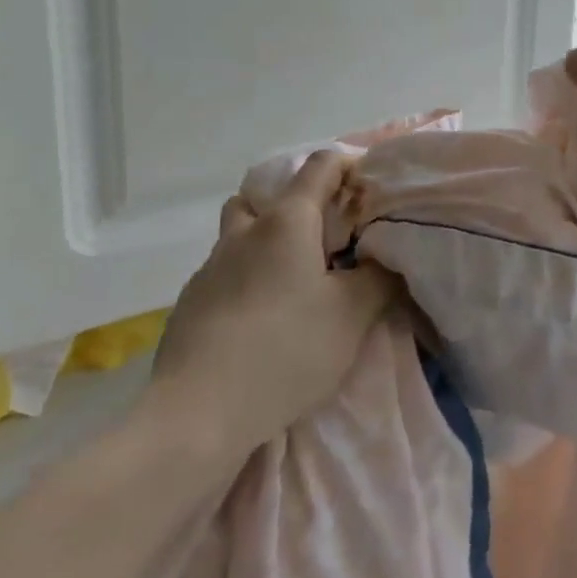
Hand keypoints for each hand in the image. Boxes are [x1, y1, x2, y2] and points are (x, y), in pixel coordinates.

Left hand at [141, 151, 399, 452]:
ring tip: (293, 280)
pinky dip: (246, 279)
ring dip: (266, 242)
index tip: (370, 186)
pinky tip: (261, 319)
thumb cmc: (287, 350)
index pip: (320, 166)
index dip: (349, 165)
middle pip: (266, 196)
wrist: (199, 412)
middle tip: (326, 237)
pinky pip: (224, 273)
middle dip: (296, 205)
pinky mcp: (190, 303)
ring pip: (240, 234)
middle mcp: (244, 233)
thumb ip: (378, 277)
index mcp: (287, 222)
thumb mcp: (352, 315)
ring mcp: (210, 267)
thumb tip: (386, 258)